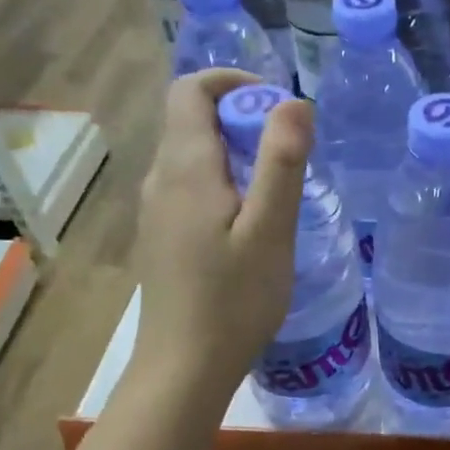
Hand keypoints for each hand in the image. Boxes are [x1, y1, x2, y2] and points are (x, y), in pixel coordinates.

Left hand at [134, 69, 312, 407]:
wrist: (184, 368)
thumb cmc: (234, 300)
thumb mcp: (270, 230)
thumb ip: (281, 161)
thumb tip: (294, 100)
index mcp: (184, 168)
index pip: (191, 89)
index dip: (233, 82)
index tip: (277, 105)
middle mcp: (160, 180)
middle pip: (192, 120)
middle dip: (242, 119)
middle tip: (290, 154)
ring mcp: (155, 211)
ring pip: (193, 157)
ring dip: (236, 154)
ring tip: (279, 191)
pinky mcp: (162, 238)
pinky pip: (191, 189)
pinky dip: (224, 184)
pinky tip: (251, 226)